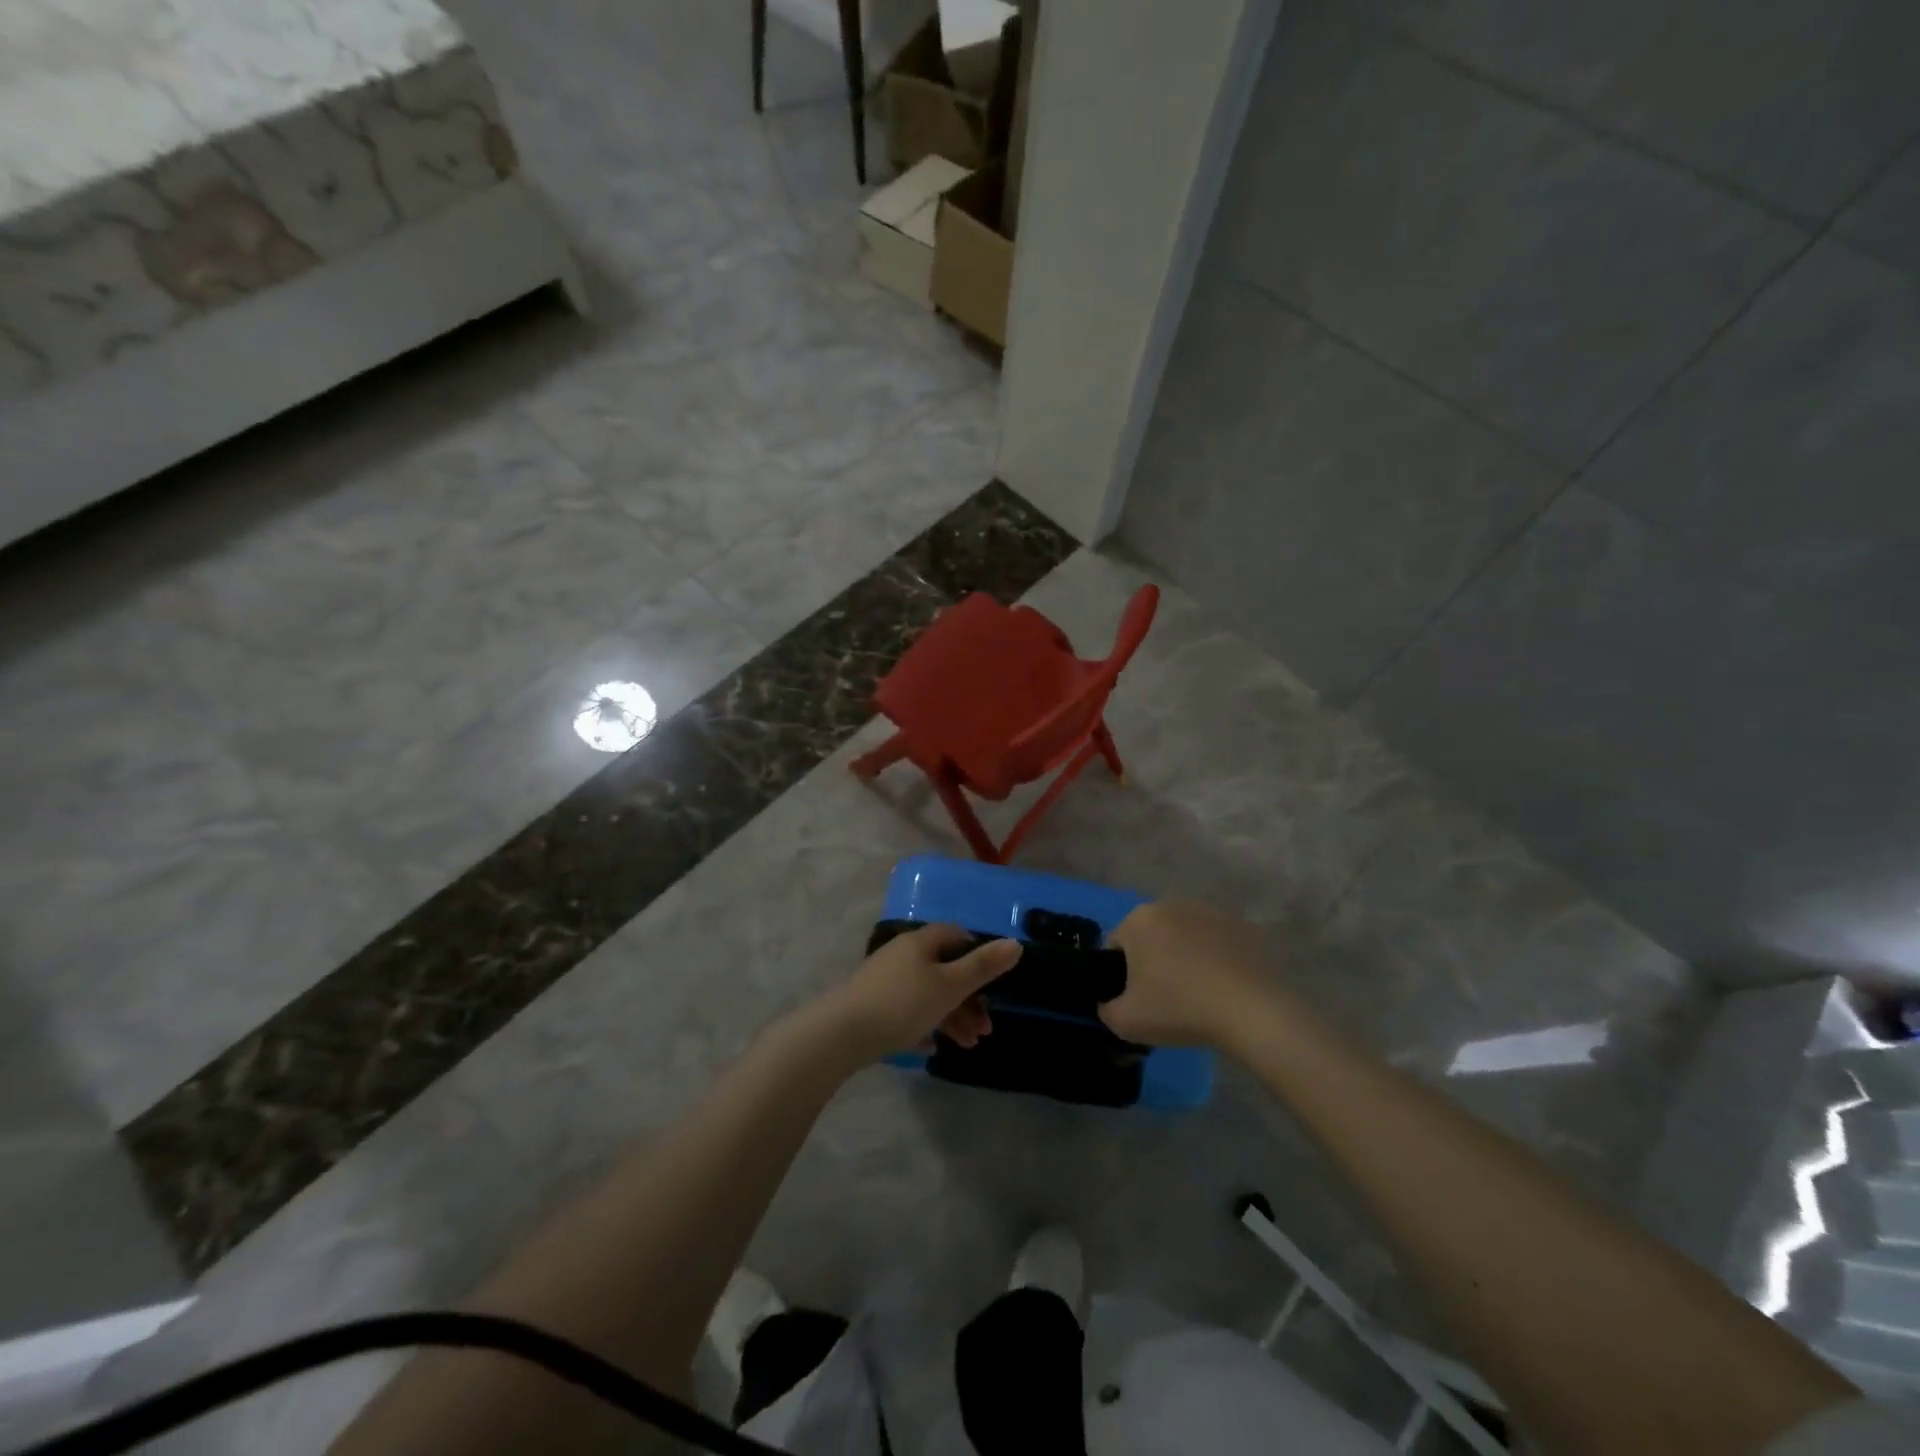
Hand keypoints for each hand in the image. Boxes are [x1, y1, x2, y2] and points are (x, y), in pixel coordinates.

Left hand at [818, 924, 1022, 1062]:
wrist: (841, 1034)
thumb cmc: (903, 1004)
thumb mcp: (950, 986)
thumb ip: (984, 966)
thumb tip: (1016, 943)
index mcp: (921, 942)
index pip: (956, 935)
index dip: (977, 955)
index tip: (992, 982)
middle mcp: (902, 954)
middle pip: (945, 970)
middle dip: (969, 999)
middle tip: (986, 1029)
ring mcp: (885, 979)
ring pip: (928, 994)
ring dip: (952, 1017)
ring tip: (968, 1046)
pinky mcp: (872, 1004)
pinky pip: (907, 1011)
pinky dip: (925, 1026)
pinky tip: (932, 1049)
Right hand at [1100, 900, 1276, 1048]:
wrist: (1251, 1010)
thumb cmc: (1179, 1008)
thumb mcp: (1125, 1022)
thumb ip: (1106, 1010)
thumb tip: (1110, 1003)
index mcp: (1138, 920)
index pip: (1116, 946)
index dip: (1120, 976)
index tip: (1135, 1001)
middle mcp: (1170, 904)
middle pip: (1151, 936)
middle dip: (1153, 961)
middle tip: (1164, 999)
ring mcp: (1209, 911)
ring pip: (1184, 937)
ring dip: (1184, 957)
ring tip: (1198, 995)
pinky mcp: (1241, 925)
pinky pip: (1216, 943)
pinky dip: (1215, 959)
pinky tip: (1224, 988)